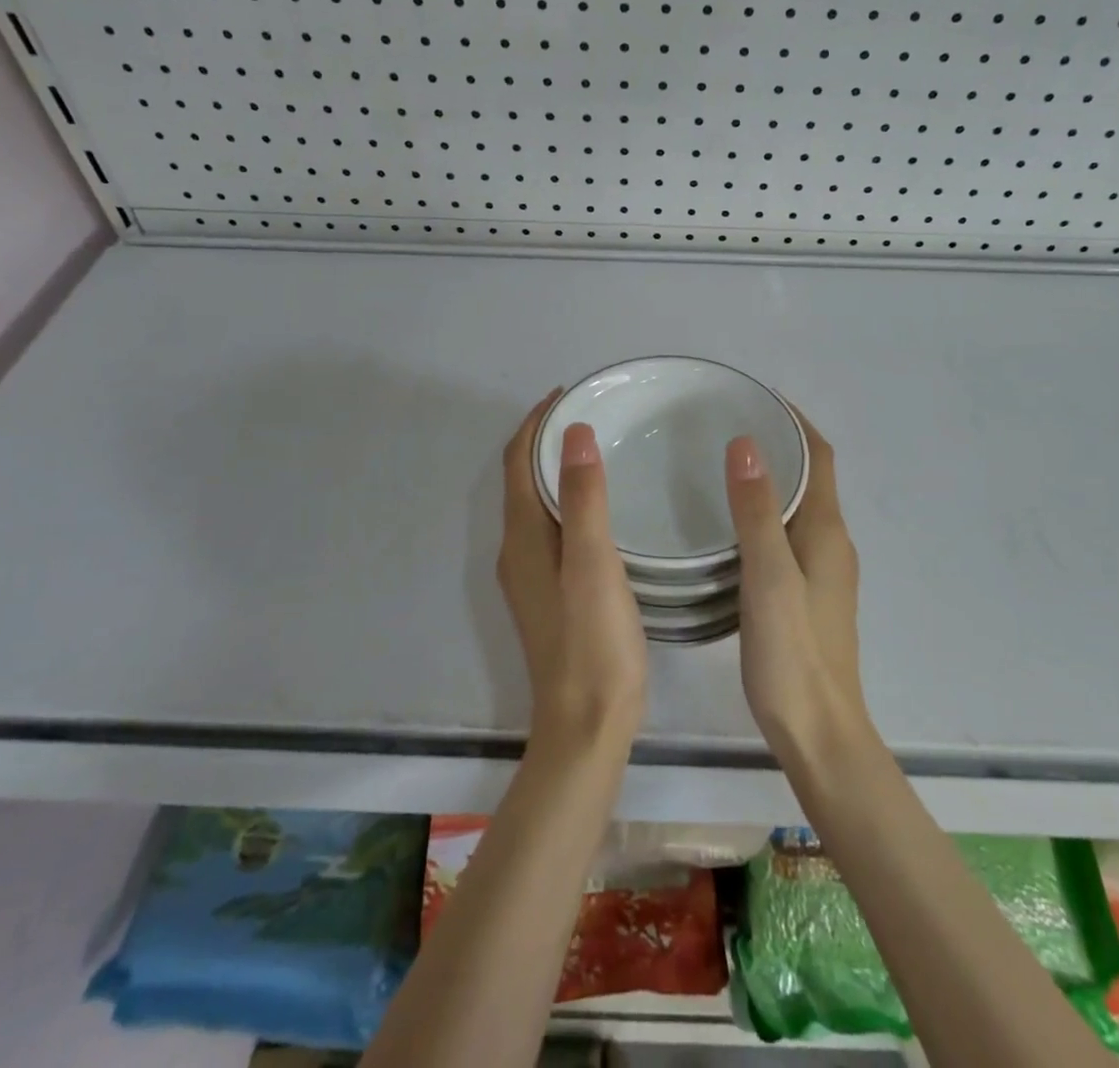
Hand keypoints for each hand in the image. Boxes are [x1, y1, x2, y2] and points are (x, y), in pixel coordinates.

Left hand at [498, 394, 647, 753]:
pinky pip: (551, 527)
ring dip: (555, 469)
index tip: (568, 393)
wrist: (586, 726)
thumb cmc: (594, 643)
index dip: (536, 422)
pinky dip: (567, 499)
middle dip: (546, 440)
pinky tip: (600, 506)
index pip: (517, 461)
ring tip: (597, 447)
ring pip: (536, 503)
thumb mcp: (593, 564)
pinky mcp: (549, 593)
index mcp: (522, 537)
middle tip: (590, 413)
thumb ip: (583, 498)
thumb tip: (574, 432)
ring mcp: (531, 575)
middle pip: (521, 478)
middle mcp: (517, 550)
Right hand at [725, 413, 868, 760]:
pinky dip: (766, 511)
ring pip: (799, 506)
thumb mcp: (769, 577)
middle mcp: (832, 544)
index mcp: (828, 532)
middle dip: (779, 442)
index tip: (758, 396)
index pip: (820, 456)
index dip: (796, 421)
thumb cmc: (792, 655)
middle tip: (727, 423)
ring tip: (722, 462)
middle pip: (811, 476)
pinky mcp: (808, 595)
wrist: (818, 733)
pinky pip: (788, 533)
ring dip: (772, 477)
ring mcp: (823, 572)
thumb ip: (757, 512)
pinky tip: (730, 523)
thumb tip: (745, 444)